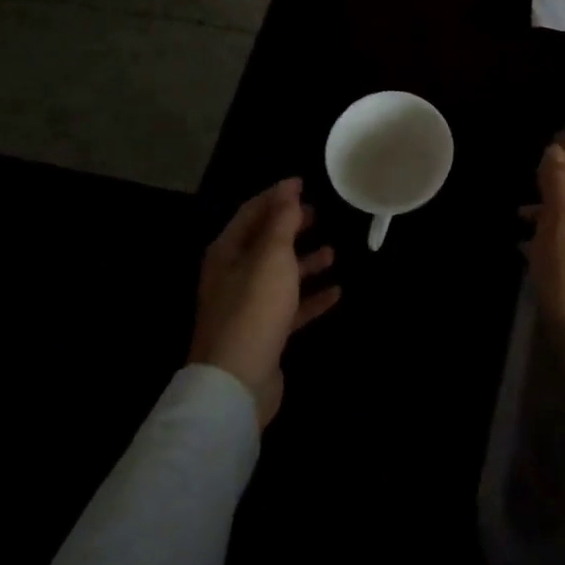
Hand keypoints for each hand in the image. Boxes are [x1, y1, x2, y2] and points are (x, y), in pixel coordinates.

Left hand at [190, 178, 338, 427]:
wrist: (237, 382)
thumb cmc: (254, 308)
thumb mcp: (272, 256)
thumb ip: (282, 221)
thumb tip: (289, 187)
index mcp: (227, 253)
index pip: (251, 213)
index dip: (277, 196)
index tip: (304, 182)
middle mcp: (233, 276)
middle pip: (265, 243)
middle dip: (291, 227)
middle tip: (320, 213)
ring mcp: (248, 306)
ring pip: (280, 275)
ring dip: (304, 261)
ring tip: (334, 250)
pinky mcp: (264, 333)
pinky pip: (291, 306)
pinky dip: (311, 296)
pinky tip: (336, 292)